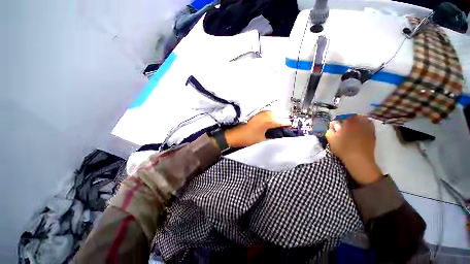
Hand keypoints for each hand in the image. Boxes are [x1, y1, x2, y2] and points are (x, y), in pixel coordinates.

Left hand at [224, 111, 288, 147]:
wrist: (233, 135)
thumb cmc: (247, 138)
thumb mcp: (263, 140)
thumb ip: (274, 138)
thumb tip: (281, 136)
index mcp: (268, 120)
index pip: (284, 122)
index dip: (289, 126)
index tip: (292, 129)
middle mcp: (265, 114)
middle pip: (280, 116)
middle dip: (283, 122)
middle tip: (285, 129)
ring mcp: (260, 112)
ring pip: (274, 114)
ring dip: (277, 120)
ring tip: (278, 127)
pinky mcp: (256, 113)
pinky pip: (267, 114)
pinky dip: (271, 118)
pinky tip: (270, 124)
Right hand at [325, 115, 382, 184]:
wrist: (358, 159)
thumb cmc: (342, 148)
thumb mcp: (331, 139)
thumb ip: (330, 130)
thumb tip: (332, 125)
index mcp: (348, 122)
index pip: (345, 117)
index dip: (341, 121)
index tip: (338, 126)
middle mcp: (359, 123)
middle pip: (356, 117)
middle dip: (351, 120)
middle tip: (346, 126)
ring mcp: (368, 128)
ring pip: (364, 120)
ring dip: (359, 122)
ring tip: (354, 128)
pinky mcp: (373, 134)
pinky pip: (370, 126)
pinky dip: (366, 126)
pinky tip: (362, 131)